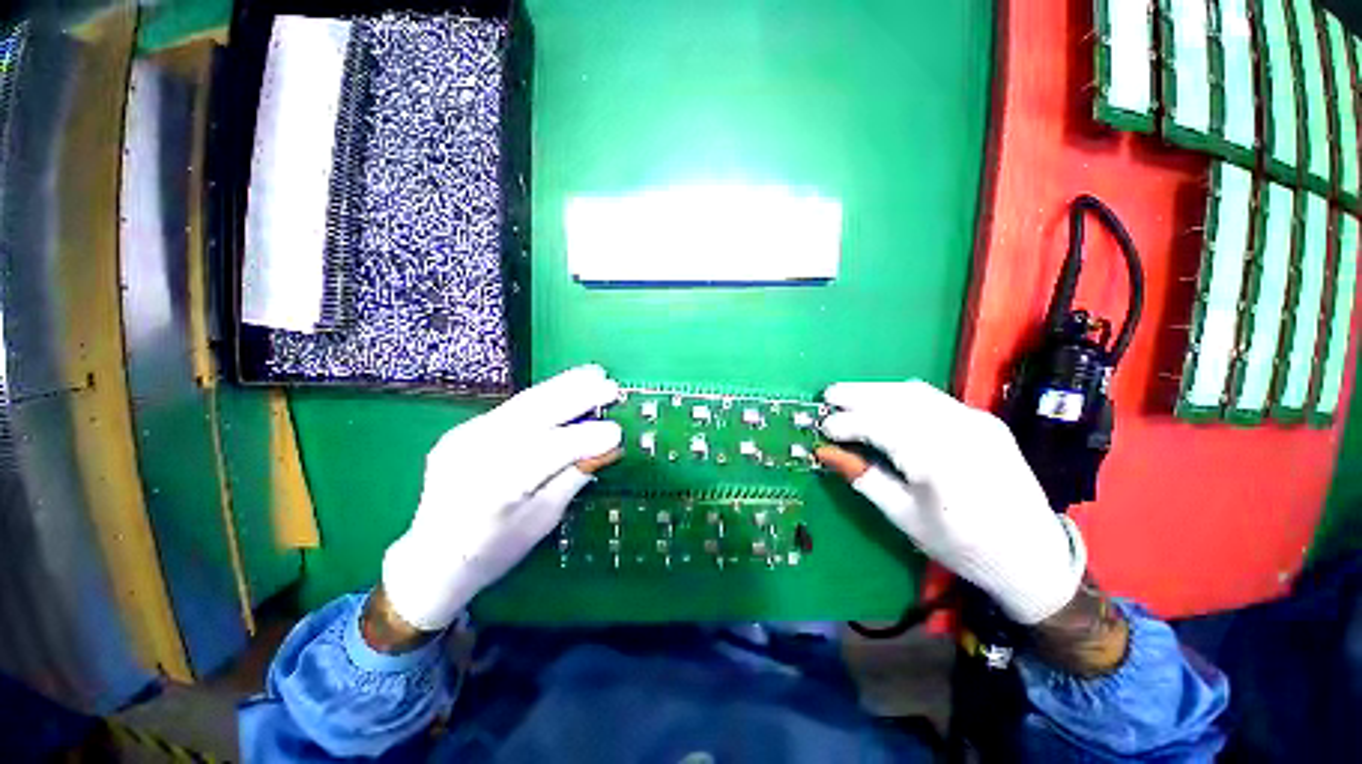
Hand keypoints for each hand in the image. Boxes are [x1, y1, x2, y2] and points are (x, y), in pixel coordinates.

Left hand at [381, 365, 621, 630]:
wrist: (432, 557)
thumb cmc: (494, 550)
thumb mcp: (541, 521)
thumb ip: (573, 478)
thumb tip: (606, 449)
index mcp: (497, 489)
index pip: (549, 452)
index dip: (586, 439)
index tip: (617, 432)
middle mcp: (476, 455)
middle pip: (534, 415)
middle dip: (577, 396)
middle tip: (609, 386)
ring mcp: (464, 437)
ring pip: (523, 403)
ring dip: (564, 386)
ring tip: (593, 374)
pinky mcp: (463, 429)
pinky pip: (513, 409)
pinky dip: (544, 397)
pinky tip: (565, 390)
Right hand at [816, 380, 1085, 624]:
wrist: (1033, 556)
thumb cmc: (963, 547)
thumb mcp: (905, 518)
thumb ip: (864, 478)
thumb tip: (827, 453)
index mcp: (941, 466)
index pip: (883, 427)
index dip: (848, 423)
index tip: (823, 428)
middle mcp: (962, 434)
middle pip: (899, 399)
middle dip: (858, 394)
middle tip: (829, 395)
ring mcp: (978, 423)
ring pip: (916, 392)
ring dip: (877, 390)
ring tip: (848, 395)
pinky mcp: (985, 421)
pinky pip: (934, 399)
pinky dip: (901, 396)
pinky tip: (884, 403)